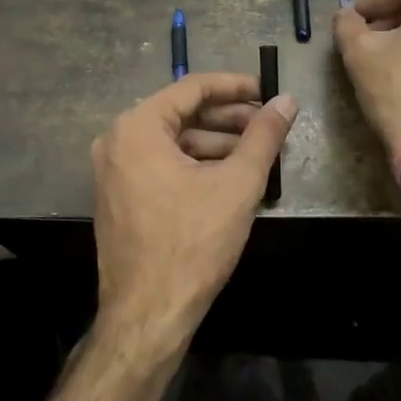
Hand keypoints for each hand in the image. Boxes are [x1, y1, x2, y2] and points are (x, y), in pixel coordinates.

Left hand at [91, 73, 297, 359]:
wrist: (147, 315)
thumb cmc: (192, 244)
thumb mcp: (237, 184)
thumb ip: (264, 136)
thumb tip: (287, 100)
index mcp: (137, 127)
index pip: (192, 88)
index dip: (235, 86)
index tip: (268, 90)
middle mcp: (117, 141)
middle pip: (181, 114)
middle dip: (228, 118)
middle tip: (268, 124)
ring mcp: (113, 170)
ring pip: (173, 142)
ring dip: (215, 143)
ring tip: (257, 152)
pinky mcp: (118, 196)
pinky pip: (161, 165)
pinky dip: (195, 165)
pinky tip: (229, 176)